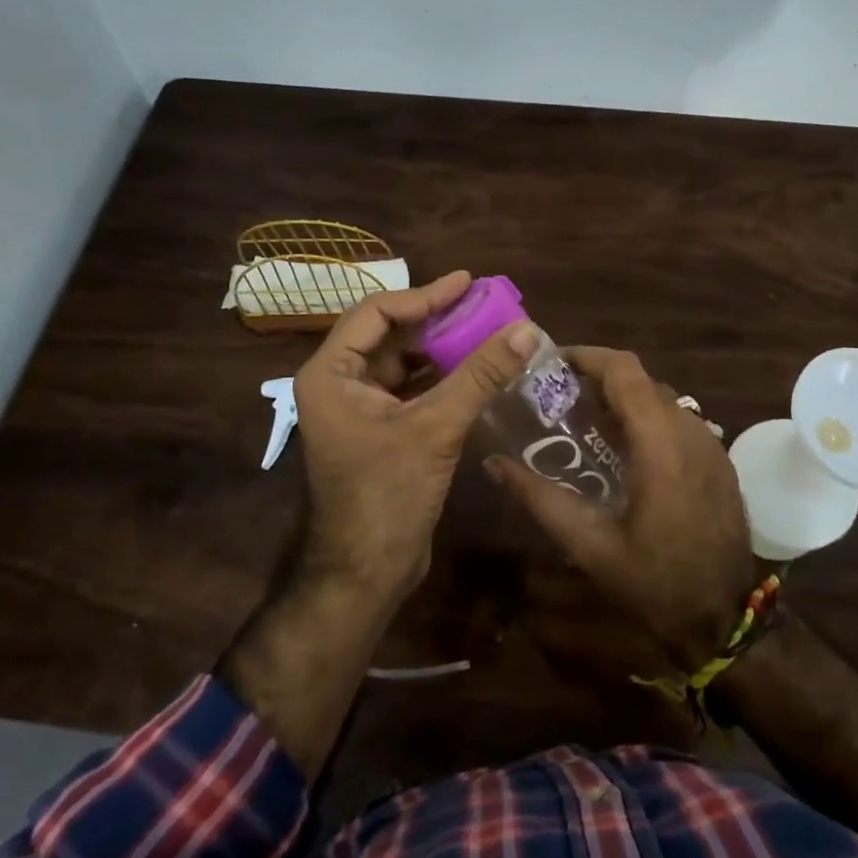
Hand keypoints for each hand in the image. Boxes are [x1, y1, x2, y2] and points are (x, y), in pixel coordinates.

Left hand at [292, 270, 537, 602]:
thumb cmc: (387, 495)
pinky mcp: (378, 432)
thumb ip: (480, 375)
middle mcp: (338, 384)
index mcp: (331, 374)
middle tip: (484, 305)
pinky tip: (476, 371)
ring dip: (442, 349)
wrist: (366, 574)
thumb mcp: (436, 428)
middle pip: (389, 334)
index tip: (467, 282)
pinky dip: (441, 378)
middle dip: (436, 320)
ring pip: (402, 363)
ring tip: (487, 331)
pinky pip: (410, 390)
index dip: (424, 294)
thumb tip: (526, 329)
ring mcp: (357, 410)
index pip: (376, 313)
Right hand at [486, 348, 759, 672]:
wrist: (726, 620)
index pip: (625, 371)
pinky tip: (622, 448)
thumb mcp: (590, 545)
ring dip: (623, 396)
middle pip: (642, 379)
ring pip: (662, 396)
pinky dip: (646, 416)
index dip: (587, 356)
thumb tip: (494, 465)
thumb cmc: (656, 583)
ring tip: (583, 418)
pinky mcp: (720, 461)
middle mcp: (691, 432)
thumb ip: (541, 499)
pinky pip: (678, 419)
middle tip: (558, 395)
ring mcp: (711, 445)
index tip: (551, 363)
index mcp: (661, 445)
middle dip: (599, 376)